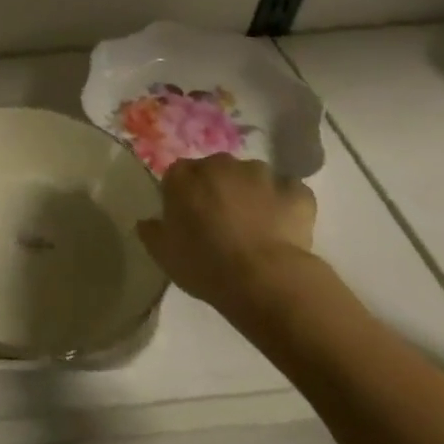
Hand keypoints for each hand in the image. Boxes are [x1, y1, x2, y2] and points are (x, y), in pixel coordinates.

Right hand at [136, 154, 317, 320]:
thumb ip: (151, 231)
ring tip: (256, 226)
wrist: (264, 279)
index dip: (183, 195)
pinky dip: (286, 204)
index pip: (177, 174)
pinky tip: (284, 227)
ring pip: (252, 178)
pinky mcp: (295, 191)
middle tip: (221, 221)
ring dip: (252, 193)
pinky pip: (289, 192)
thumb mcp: (163, 253)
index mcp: (183, 176)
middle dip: (218, 189)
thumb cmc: (204, 263)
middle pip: (215, 170)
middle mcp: (219, 164)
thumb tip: (147, 222)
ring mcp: (260, 174)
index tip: (188, 218)